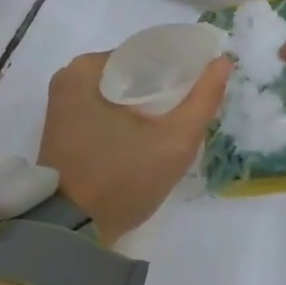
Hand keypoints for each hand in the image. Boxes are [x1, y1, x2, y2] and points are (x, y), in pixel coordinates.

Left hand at [38, 51, 231, 243]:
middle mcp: (69, 79)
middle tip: (191, 108)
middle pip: (131, 73)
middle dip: (162, 88)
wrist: (71, 230)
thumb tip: (223, 61)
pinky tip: (148, 136)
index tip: (202, 85)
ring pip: (118, 94)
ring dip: (145, 105)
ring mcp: (62, 106)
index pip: (145, 54)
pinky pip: (103, 111)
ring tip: (174, 123)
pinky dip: (126, 118)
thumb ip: (203, 99)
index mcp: (86, 69)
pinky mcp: (63, 130)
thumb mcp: (173, 141)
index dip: (178, 67)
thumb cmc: (122, 178)